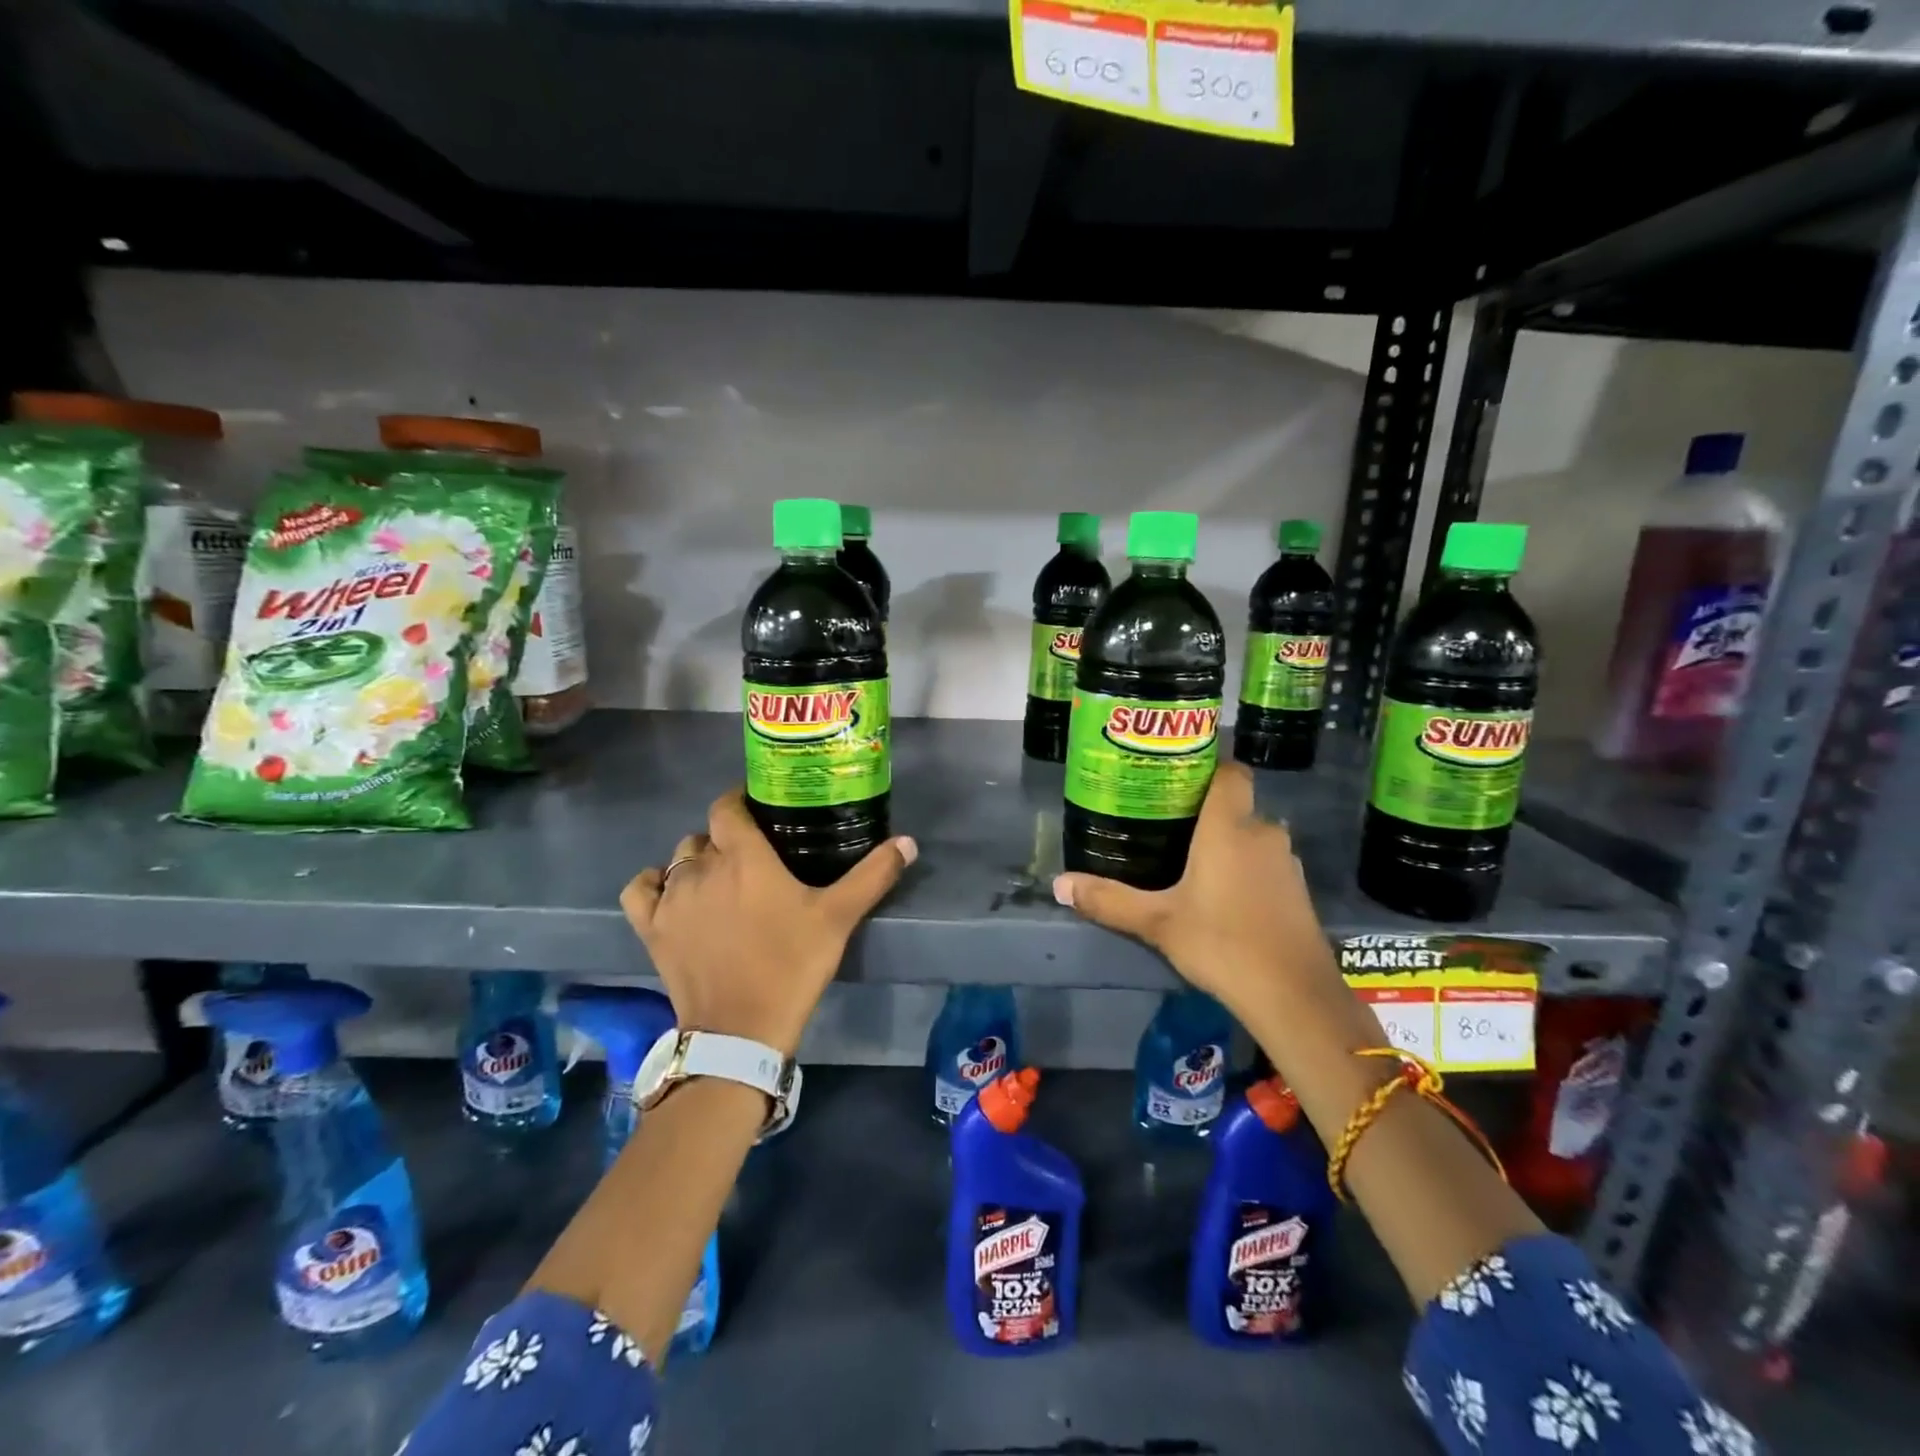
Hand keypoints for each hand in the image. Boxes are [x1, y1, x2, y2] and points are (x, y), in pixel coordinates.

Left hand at [621, 789, 916, 1055]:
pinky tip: (671, 893)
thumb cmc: (791, 966)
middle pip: (705, 835)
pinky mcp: (651, 929)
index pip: (727, 807)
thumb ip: (873, 875)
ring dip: (696, 861)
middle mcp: (701, 867)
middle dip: (725, 838)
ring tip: (720, 880)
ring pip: (677, 859)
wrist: (741, 1030)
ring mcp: (671, 899)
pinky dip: (653, 885)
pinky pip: (640, 890)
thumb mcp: (838, 918)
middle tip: (752, 857)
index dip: (740, 802)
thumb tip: (908, 842)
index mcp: (743, 856)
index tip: (760, 811)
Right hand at [1051, 764, 1340, 1028]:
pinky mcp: (1299, 892)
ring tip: (1189, 861)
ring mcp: (1286, 864)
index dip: (1209, 767)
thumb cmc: (1222, 943)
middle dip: (1205, 814)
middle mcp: (1263, 834)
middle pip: (1236, 807)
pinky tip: (1221, 896)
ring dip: (1227, 845)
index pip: (1231, 772)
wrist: (1294, 997)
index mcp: (1229, 827)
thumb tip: (1060, 885)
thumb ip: (1109, 900)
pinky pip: (1266, 864)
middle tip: (1166, 825)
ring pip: (1251, 838)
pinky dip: (1246, 870)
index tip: (1177, 777)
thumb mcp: (1157, 923)